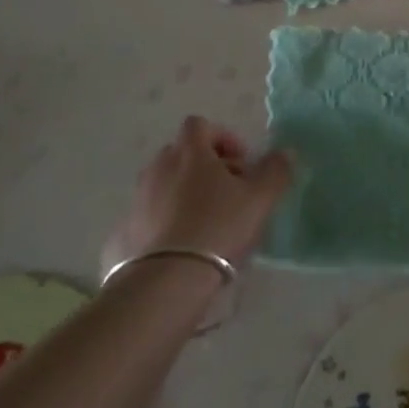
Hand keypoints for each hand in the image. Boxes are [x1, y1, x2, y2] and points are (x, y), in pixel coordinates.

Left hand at [101, 116, 294, 277]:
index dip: (222, 137)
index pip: (199, 125)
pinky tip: (180, 248)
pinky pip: (148, 216)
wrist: (164, 282)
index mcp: (189, 152)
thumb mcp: (259, 198)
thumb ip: (275, 170)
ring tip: (204, 224)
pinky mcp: (122, 232)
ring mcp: (137, 200)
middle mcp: (158, 168)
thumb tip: (285, 152)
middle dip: (204, 166)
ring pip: (163, 185)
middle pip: (181, 154)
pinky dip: (163, 223)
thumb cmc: (217, 227)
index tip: (240, 162)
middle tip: (227, 193)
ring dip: (183, 194)